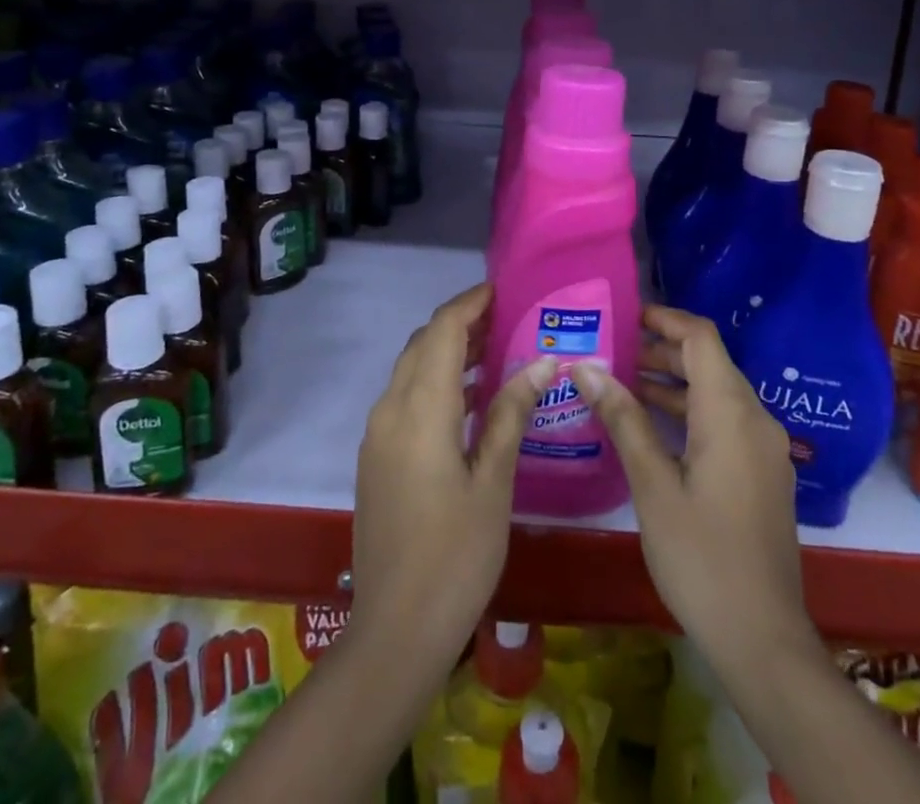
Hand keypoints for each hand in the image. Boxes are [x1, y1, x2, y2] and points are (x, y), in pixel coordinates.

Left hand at [349, 283, 556, 662]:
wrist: (394, 630)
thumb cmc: (455, 555)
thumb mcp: (494, 482)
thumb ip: (512, 413)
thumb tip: (542, 361)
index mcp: (421, 409)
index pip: (443, 331)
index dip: (470, 303)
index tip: (503, 289)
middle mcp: (391, 410)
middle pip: (424, 344)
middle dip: (461, 323)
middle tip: (507, 318)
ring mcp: (378, 435)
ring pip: (412, 370)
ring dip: (448, 352)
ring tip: (496, 350)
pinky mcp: (377, 457)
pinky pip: (406, 398)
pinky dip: (436, 383)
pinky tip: (471, 401)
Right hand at [574, 305, 804, 652]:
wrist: (763, 638)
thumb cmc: (701, 556)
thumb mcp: (653, 484)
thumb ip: (623, 418)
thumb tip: (587, 367)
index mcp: (731, 412)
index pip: (701, 338)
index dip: (665, 319)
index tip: (626, 316)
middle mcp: (756, 419)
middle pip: (710, 362)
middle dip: (662, 351)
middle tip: (613, 350)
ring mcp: (765, 448)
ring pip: (717, 393)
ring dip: (674, 383)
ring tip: (622, 383)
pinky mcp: (764, 473)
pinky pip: (726, 421)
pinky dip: (691, 411)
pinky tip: (653, 428)